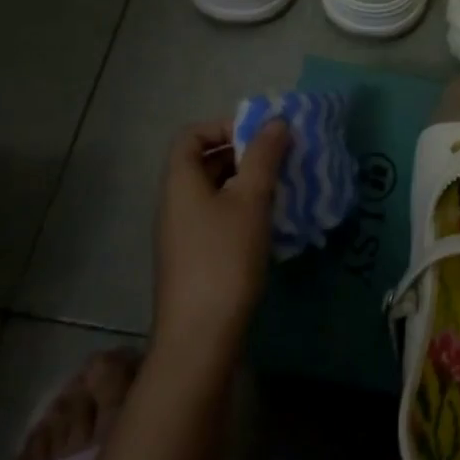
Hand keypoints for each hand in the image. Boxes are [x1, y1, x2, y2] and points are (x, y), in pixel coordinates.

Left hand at [151, 118, 289, 353]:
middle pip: (204, 161)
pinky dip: (244, 209)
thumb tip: (276, 122)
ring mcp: (184, 233)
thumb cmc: (224, 258)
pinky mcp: (196, 258)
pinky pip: (219, 217)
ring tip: (283, 187)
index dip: (224, 126)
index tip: (261, 136)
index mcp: (180, 182)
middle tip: (281, 158)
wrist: (201, 337)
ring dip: (248, 182)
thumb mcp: (250, 200)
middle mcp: (175, 203)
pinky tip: (272, 222)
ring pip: (216, 191)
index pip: (192, 135)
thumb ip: (264, 157)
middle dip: (244, 153)